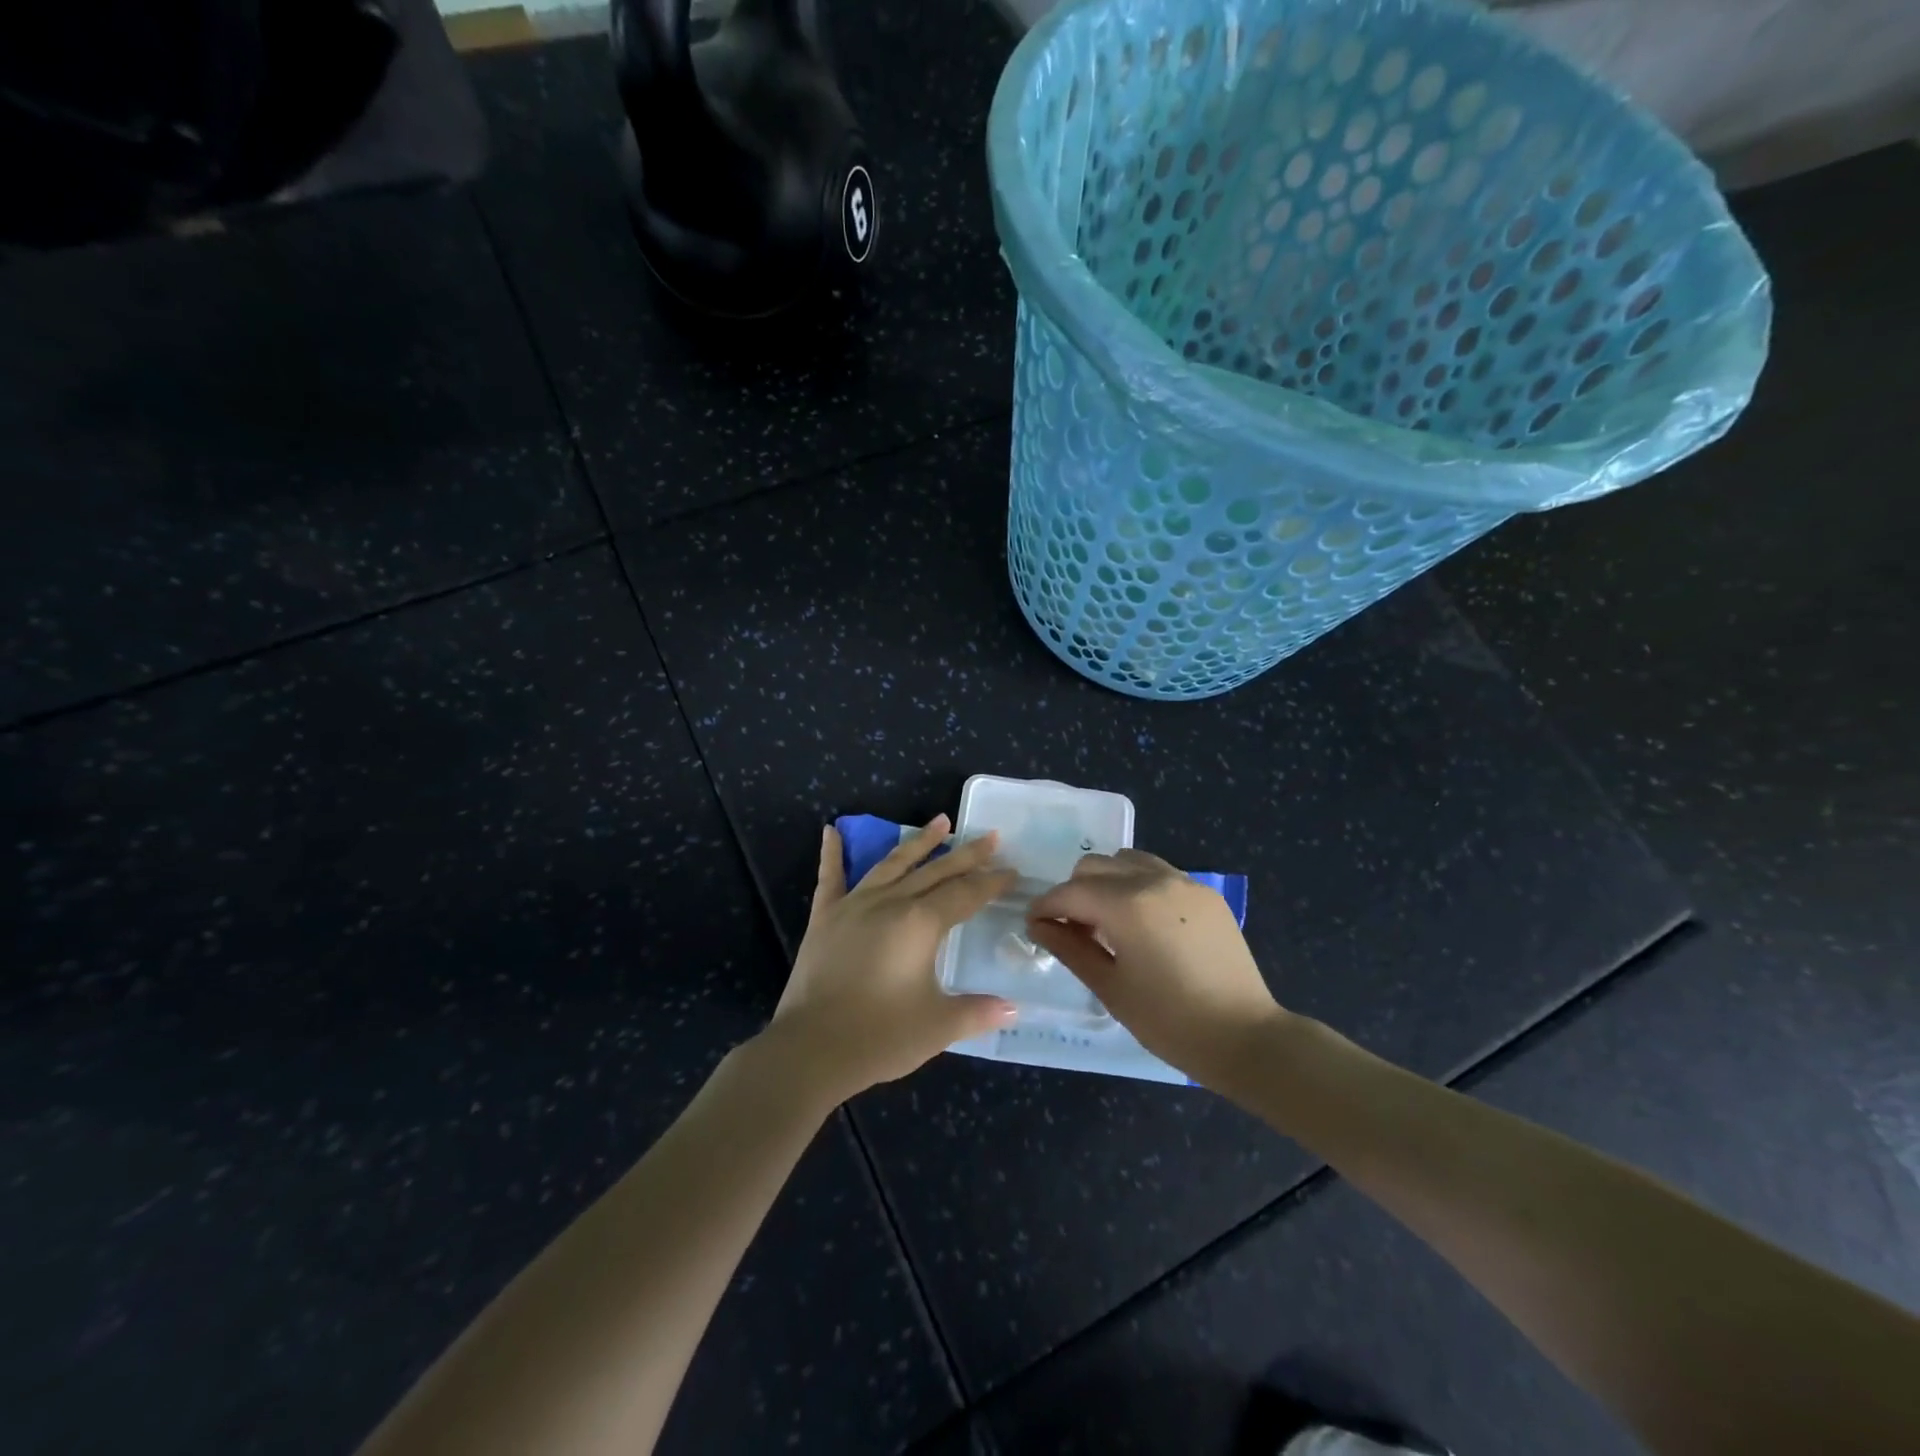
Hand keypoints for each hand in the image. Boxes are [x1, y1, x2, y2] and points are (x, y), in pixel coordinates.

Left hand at [764, 815, 1019, 1103]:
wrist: (811, 1048)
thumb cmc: (880, 1036)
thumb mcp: (938, 1027)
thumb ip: (977, 1012)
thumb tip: (1012, 1008)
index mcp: (921, 923)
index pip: (966, 894)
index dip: (991, 883)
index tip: (1012, 870)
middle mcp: (891, 902)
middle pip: (936, 871)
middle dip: (967, 855)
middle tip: (991, 837)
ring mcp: (855, 905)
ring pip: (893, 864)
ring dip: (919, 842)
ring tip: (942, 821)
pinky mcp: (825, 917)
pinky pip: (831, 878)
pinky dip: (831, 853)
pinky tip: (830, 831)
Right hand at [1026, 849, 1285, 1089]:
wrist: (1245, 1037)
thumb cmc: (1170, 1021)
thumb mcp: (1110, 988)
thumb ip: (1070, 949)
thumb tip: (1039, 926)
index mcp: (1126, 905)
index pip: (1070, 892)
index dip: (1045, 908)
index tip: (1034, 926)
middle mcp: (1153, 880)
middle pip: (1095, 866)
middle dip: (1074, 892)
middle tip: (1072, 930)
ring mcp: (1184, 882)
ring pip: (1127, 861)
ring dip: (1106, 882)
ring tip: (1108, 921)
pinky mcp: (1206, 894)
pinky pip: (1159, 873)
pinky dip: (1137, 886)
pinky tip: (1143, 924)